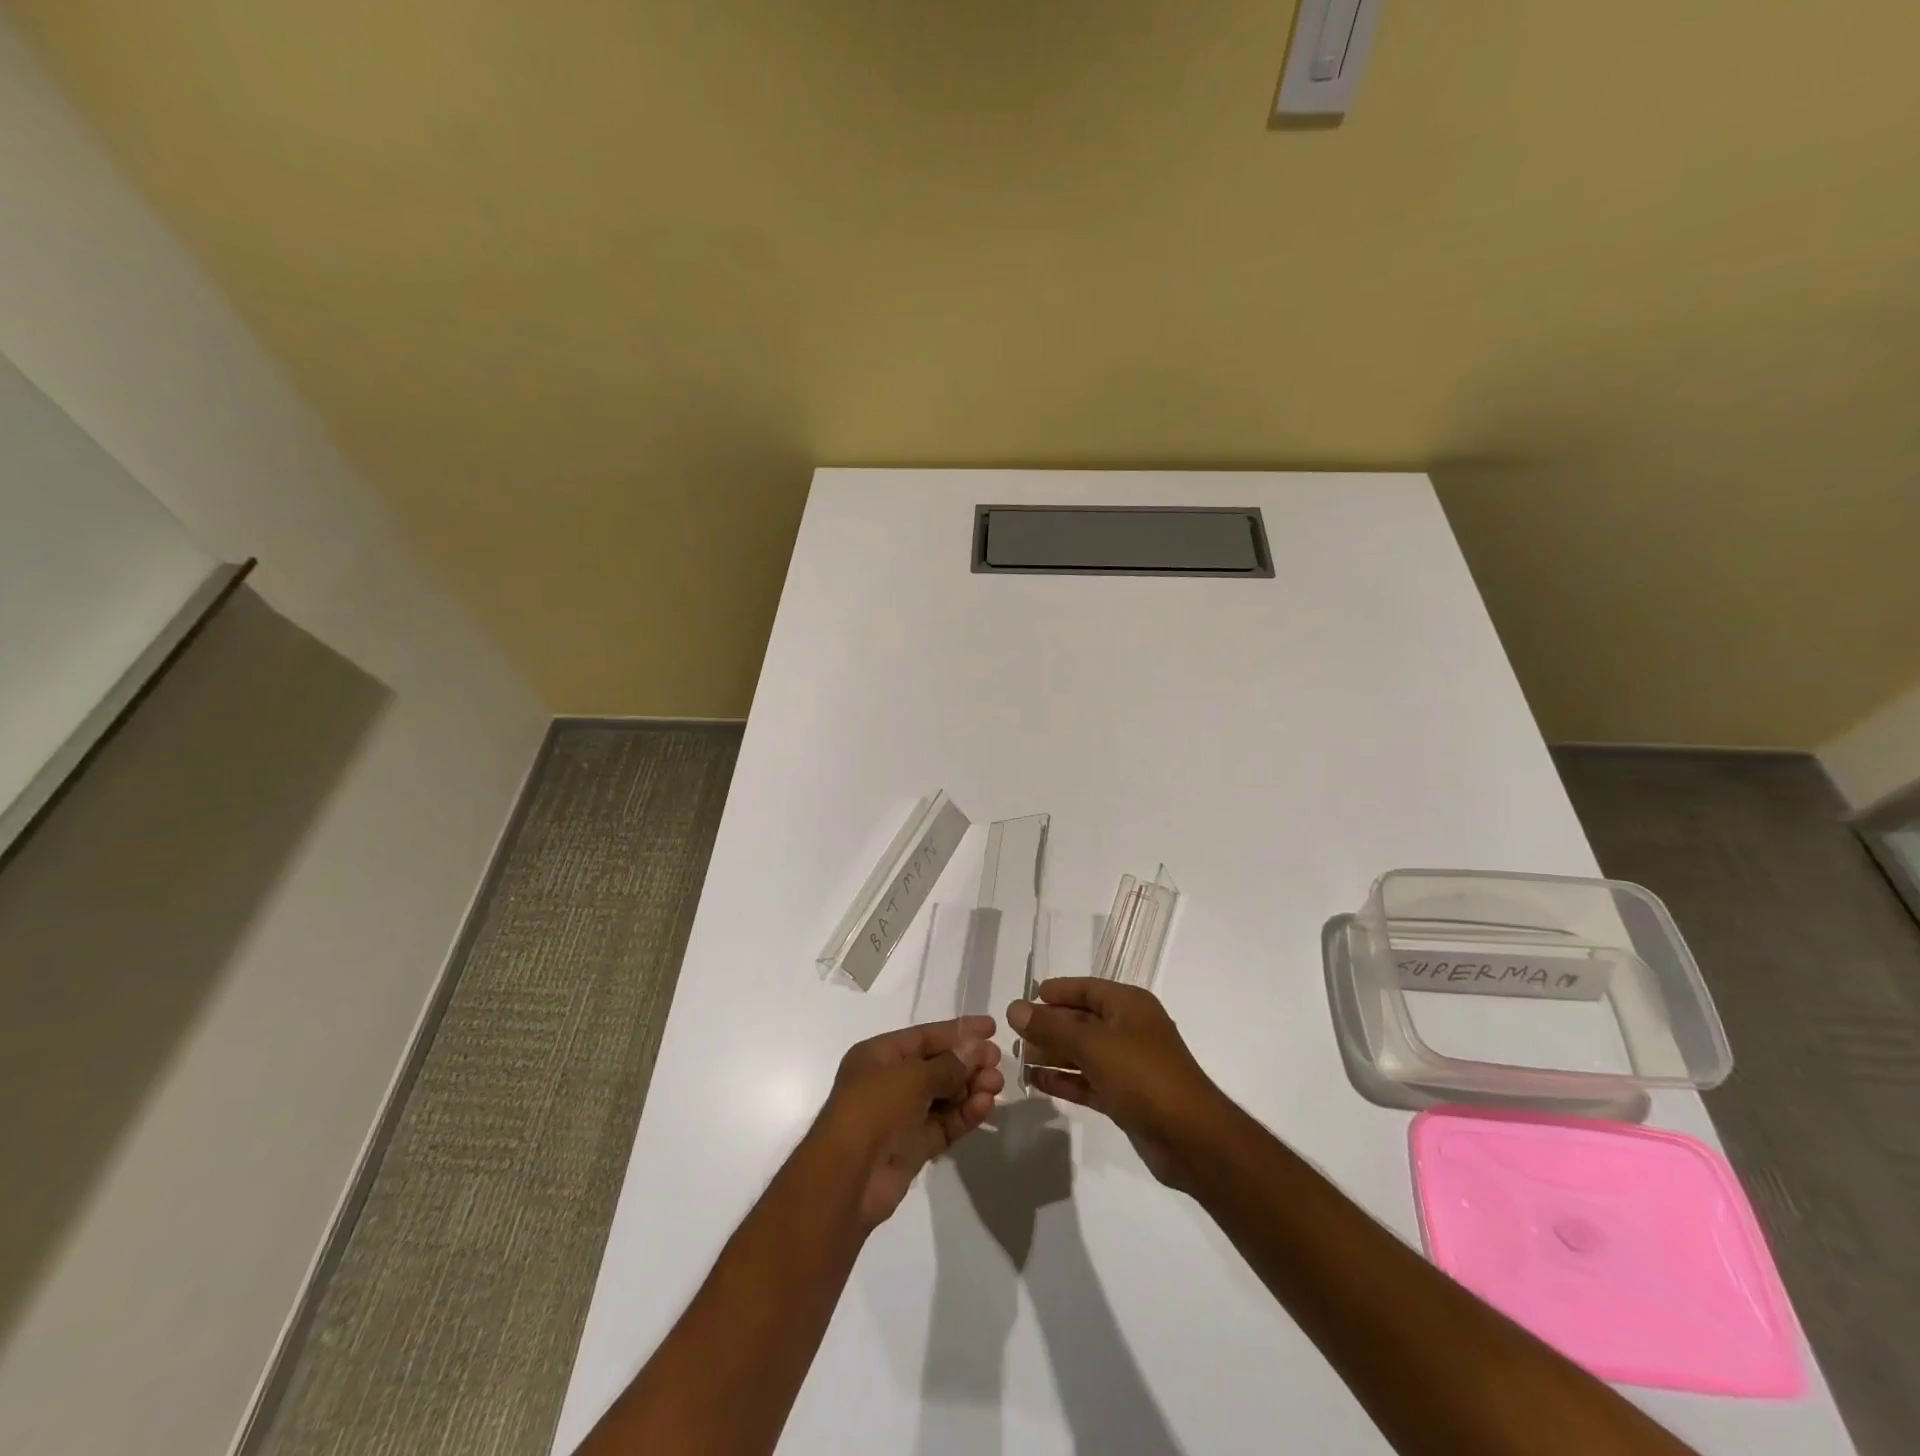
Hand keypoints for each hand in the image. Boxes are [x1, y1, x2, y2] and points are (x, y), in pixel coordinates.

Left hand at [809, 1015, 1003, 1227]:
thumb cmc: (874, 1109)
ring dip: (970, 1088)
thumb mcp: (912, 1076)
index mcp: (879, 1055)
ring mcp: (901, 1115)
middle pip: (937, 1065)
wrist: (848, 1178)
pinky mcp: (913, 1146)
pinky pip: (944, 1124)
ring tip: (996, 1085)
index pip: (924, 1036)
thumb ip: (948, 1064)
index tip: (991, 1028)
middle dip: (968, 1062)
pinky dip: (965, 1114)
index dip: (958, 1030)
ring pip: (944, 1096)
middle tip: (998, 1061)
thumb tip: (975, 1049)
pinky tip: (986, 1106)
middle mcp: (889, 1081)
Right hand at [1009, 980, 1230, 1189]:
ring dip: (1053, 1054)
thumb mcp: (1092, 1044)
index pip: (1086, 988)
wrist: (1190, 1137)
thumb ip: (1051, 1026)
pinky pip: (1088, 1080)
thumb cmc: (1142, 1075)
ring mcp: (1128, 1064)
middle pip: (1081, 1020)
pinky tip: (1037, 1083)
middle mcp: (1129, 1029)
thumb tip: (1014, 1008)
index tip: (1025, 999)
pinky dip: (1065, 1080)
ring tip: (1019, 1059)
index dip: (1056, 992)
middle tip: (1014, 1034)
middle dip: (1049, 1026)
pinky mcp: (1125, 1096)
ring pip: (1082, 1052)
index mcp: (1128, 1005)